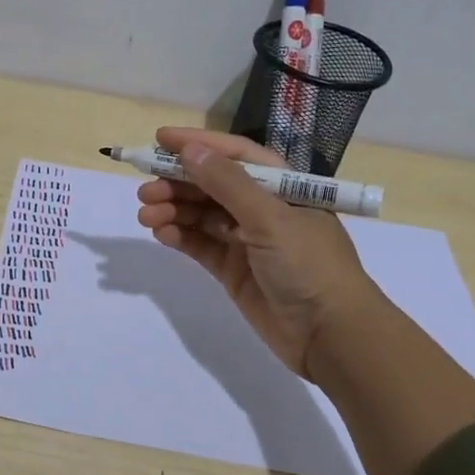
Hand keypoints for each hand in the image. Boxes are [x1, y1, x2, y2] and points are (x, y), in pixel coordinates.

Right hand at [135, 127, 372, 377]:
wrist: (330, 335)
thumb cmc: (308, 264)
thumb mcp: (269, 218)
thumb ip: (227, 183)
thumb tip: (189, 150)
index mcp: (282, 186)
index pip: (234, 155)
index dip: (198, 144)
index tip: (160, 139)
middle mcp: (263, 208)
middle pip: (212, 185)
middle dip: (177, 183)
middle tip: (144, 190)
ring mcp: (247, 239)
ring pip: (201, 215)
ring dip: (173, 211)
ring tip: (146, 216)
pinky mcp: (234, 269)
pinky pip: (201, 244)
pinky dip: (180, 237)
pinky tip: (162, 234)